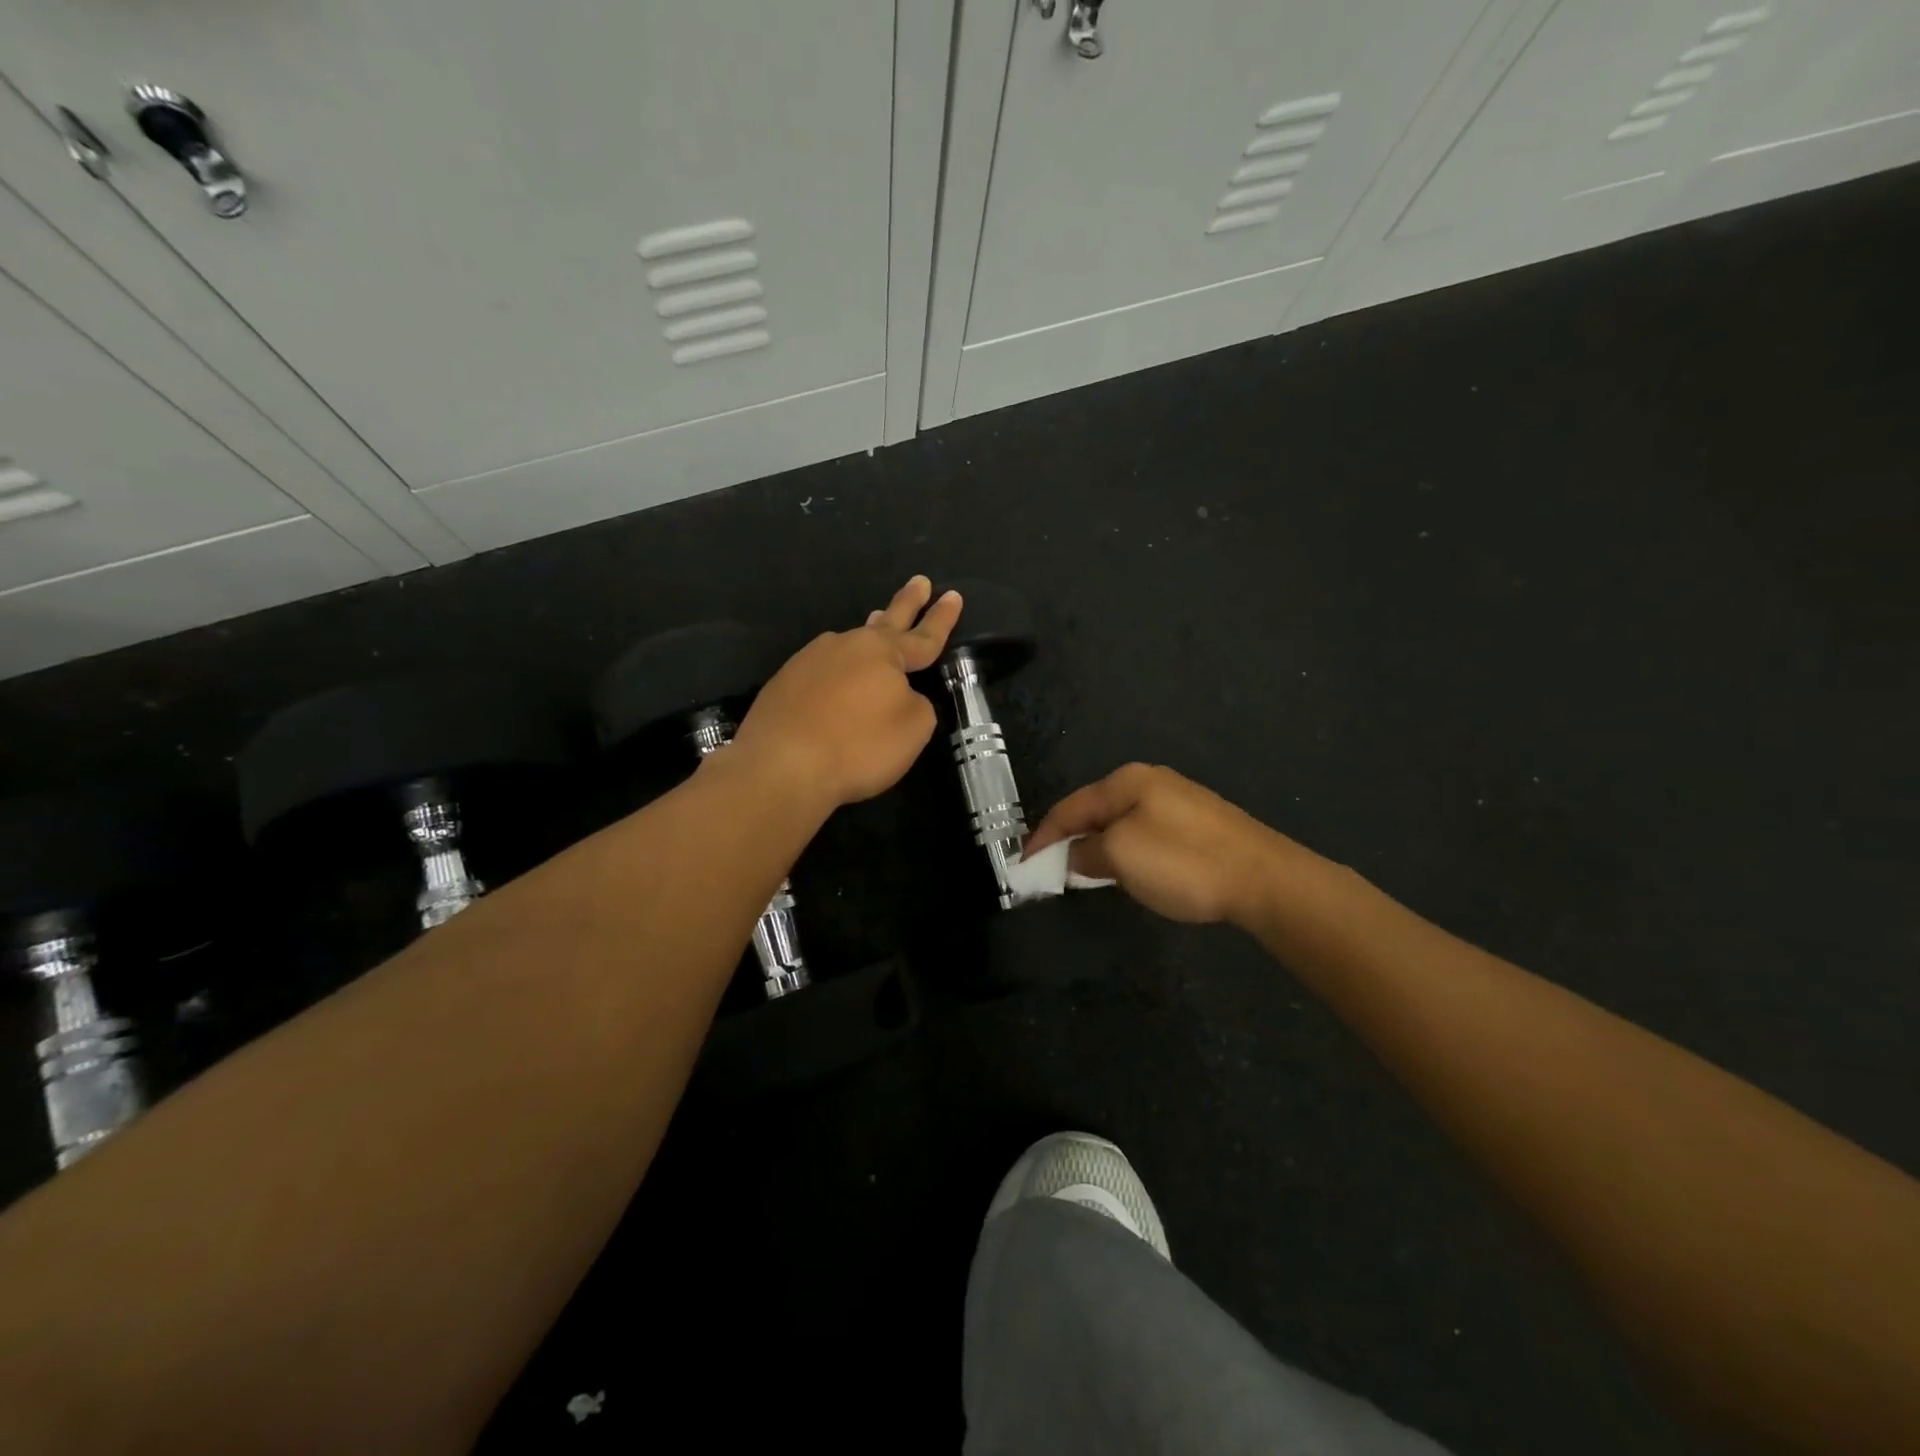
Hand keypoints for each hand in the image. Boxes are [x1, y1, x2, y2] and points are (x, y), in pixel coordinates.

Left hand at [730, 576, 961, 807]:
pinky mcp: (785, 682)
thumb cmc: (858, 746)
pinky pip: (823, 670)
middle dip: (907, 602)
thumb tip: (900, 695)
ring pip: (850, 644)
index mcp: (884, 653)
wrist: (780, 765)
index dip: (941, 618)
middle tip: (919, 581)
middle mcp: (847, 646)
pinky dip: (837, 672)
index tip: (953, 595)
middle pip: (886, 621)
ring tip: (878, 625)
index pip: (924, 635)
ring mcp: (811, 660)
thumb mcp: (913, 729)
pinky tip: (835, 683)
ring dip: (868, 635)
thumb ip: (917, 704)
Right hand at [1024, 763, 1304, 924]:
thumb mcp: (1120, 855)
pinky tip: (1126, 870)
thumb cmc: (1183, 862)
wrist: (1265, 879)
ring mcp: (1178, 802)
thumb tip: (1075, 856)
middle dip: (1070, 838)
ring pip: (1121, 823)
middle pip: (1095, 810)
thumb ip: (1087, 852)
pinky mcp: (1199, 825)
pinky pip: (1145, 833)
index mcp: (1127, 780)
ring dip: (1097, 846)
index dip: (1043, 836)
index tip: (1023, 864)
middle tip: (1049, 868)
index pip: (1071, 807)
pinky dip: (1124, 851)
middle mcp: (1151, 782)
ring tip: (1081, 872)